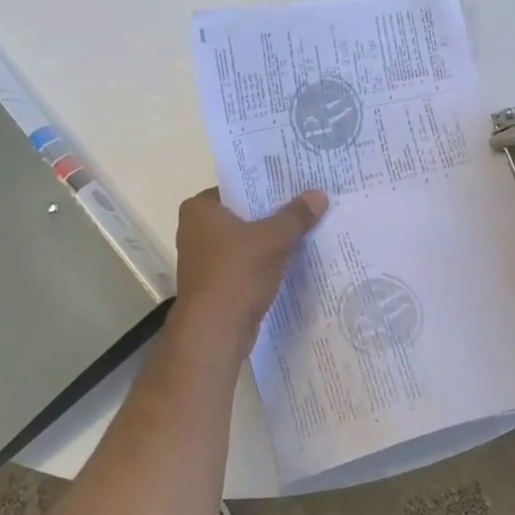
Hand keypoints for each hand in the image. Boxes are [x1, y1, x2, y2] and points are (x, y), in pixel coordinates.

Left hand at [173, 187, 327, 344]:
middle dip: (273, 213)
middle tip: (308, 203)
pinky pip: (245, 264)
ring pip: (245, 241)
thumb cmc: (236, 273)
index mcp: (199, 209)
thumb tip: (319, 194)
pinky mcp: (216, 284)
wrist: (215, 331)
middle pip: (243, 214)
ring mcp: (204, 259)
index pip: (236, 186)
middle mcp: (195, 230)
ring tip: (306, 228)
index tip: (295, 183)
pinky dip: (265, 262)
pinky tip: (293, 260)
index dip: (266, 185)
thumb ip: (295, 216)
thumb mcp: (273, 239)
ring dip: (270, 239)